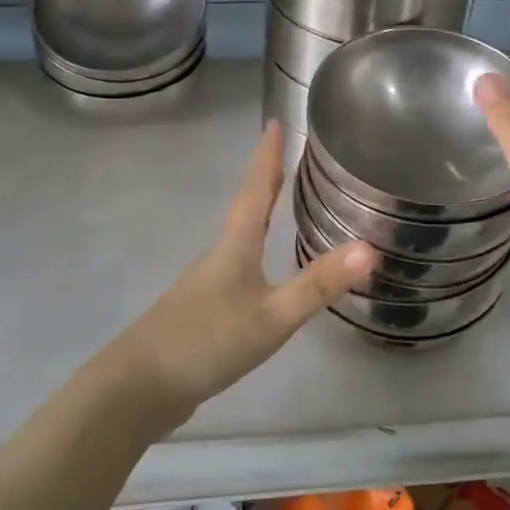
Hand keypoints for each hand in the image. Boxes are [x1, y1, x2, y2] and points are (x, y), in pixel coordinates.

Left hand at [114, 122, 375, 420]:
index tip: (275, 122)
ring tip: (277, 202)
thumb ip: (319, 284)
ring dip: (257, 212)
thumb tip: (370, 248)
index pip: (255, 188)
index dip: (267, 156)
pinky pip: (234, 265)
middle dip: (265, 179)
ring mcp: (206, 283)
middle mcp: (219, 254)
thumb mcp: (272, 316)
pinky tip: (259, 268)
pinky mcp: (201, 309)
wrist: (139, 387)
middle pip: (246, 207)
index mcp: (234, 245)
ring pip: (238, 236)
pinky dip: (252, 249)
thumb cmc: (207, 341)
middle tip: (284, 154)